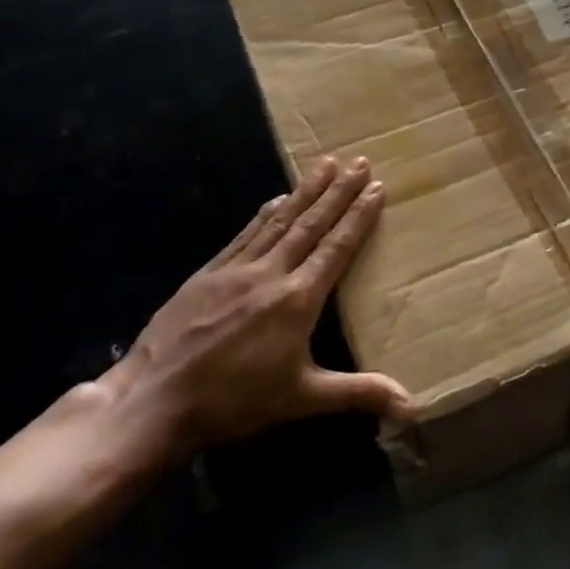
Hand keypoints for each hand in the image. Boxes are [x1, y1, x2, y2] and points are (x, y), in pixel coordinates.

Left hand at [105, 156, 411, 459]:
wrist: (156, 399)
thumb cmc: (235, 401)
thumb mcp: (302, 399)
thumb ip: (359, 393)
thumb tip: (413, 406)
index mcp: (298, 299)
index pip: (336, 247)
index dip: (358, 216)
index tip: (376, 186)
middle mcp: (270, 273)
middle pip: (310, 224)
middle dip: (337, 191)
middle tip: (358, 161)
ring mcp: (236, 269)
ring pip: (278, 221)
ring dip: (304, 192)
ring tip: (324, 165)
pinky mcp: (208, 273)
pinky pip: (245, 234)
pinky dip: (264, 214)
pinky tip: (275, 200)